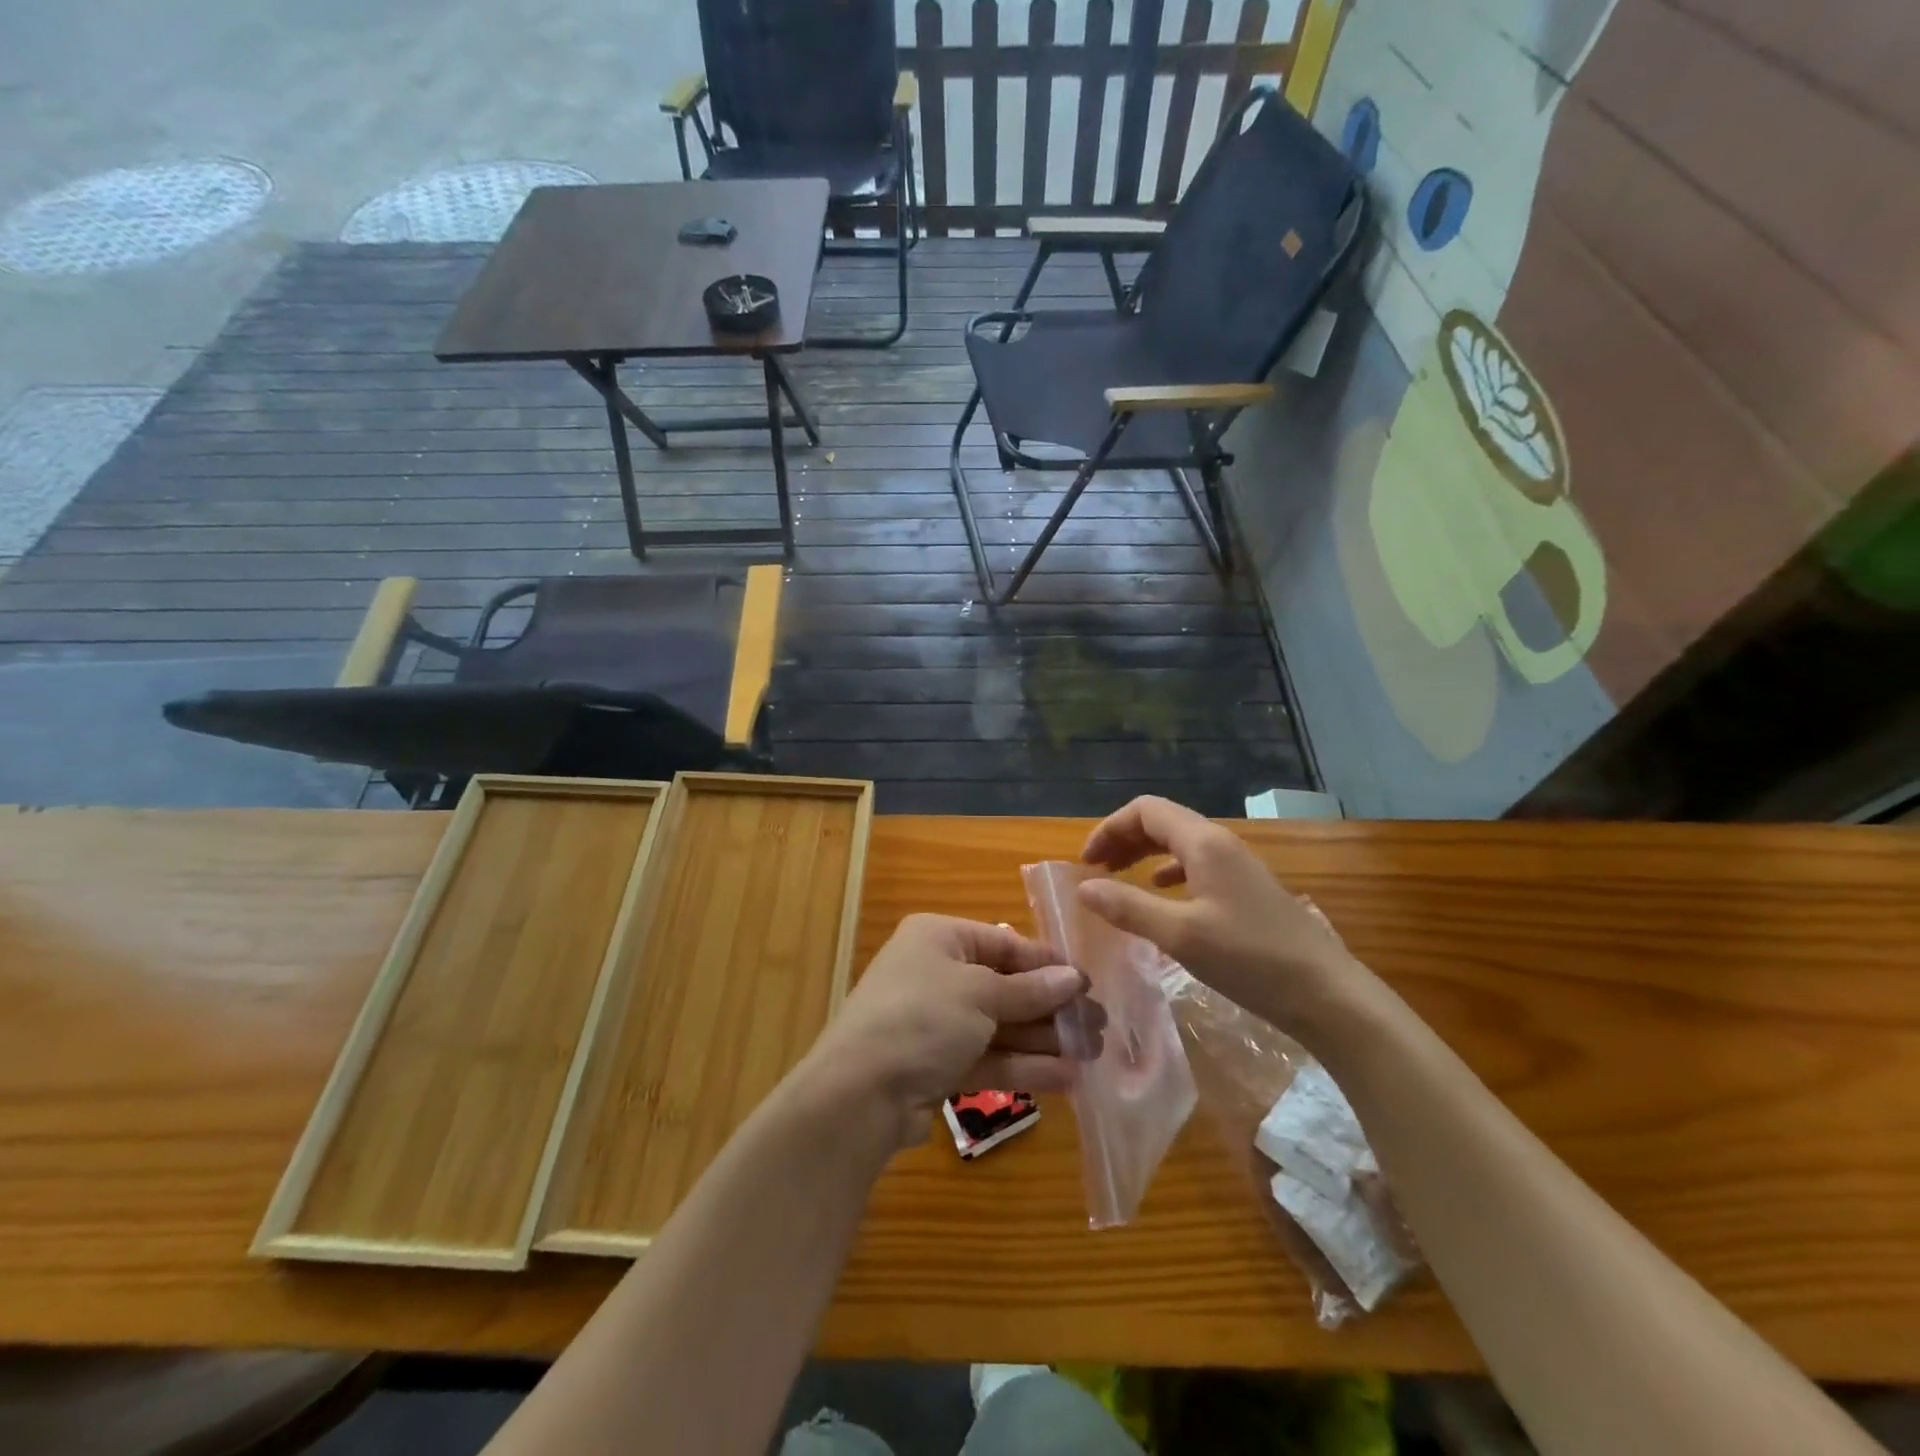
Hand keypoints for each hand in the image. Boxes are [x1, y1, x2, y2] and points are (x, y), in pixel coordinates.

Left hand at [797, 915, 1085, 1149]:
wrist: (859, 1094)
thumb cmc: (922, 1018)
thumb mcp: (980, 994)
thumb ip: (1030, 990)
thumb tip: (1074, 978)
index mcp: (939, 938)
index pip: (1003, 943)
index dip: (1046, 963)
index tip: (1087, 981)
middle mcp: (936, 974)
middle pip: (1005, 987)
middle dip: (1051, 1007)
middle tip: (1098, 1024)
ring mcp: (936, 1023)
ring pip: (1000, 1026)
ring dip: (1044, 1040)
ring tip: (1093, 1053)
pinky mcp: (938, 1066)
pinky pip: (988, 1058)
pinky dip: (1024, 1067)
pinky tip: (1067, 1078)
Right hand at [1077, 795, 1370, 1036]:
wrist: (1327, 994)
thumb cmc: (1250, 959)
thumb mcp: (1180, 935)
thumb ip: (1128, 907)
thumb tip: (1084, 888)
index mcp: (1203, 843)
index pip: (1145, 810)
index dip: (1109, 828)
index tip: (1086, 862)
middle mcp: (1220, 844)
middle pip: (1162, 822)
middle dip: (1123, 839)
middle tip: (1096, 871)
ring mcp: (1238, 866)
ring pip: (1179, 844)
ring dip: (1144, 855)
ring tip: (1119, 879)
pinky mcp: (1247, 890)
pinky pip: (1197, 865)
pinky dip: (1168, 873)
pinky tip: (1162, 894)